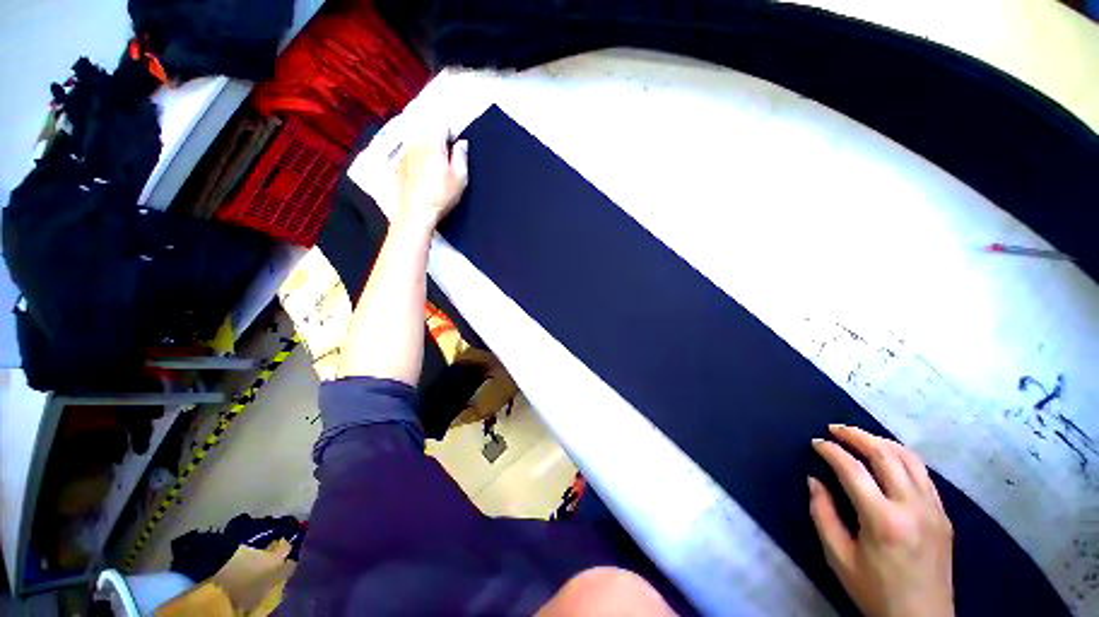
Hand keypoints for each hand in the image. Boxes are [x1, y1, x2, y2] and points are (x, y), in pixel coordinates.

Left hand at [395, 131, 468, 229]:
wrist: (416, 212)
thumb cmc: (440, 196)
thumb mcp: (460, 178)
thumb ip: (461, 156)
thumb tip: (462, 143)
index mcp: (432, 144)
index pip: (442, 126)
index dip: (451, 134)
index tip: (456, 147)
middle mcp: (416, 144)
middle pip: (427, 131)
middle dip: (437, 139)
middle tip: (446, 157)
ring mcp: (405, 154)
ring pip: (417, 141)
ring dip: (426, 148)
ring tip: (435, 165)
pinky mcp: (398, 166)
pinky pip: (409, 154)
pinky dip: (416, 158)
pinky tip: (423, 173)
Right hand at [809, 424, 953, 616]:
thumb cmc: (875, 591)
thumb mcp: (839, 558)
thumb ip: (823, 515)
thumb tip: (814, 481)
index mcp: (884, 521)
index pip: (853, 471)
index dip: (831, 451)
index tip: (816, 443)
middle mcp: (912, 507)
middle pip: (886, 455)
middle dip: (857, 436)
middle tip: (835, 429)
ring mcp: (933, 509)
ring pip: (909, 458)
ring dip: (880, 441)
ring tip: (859, 437)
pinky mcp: (943, 514)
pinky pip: (923, 474)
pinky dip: (901, 456)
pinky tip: (887, 457)